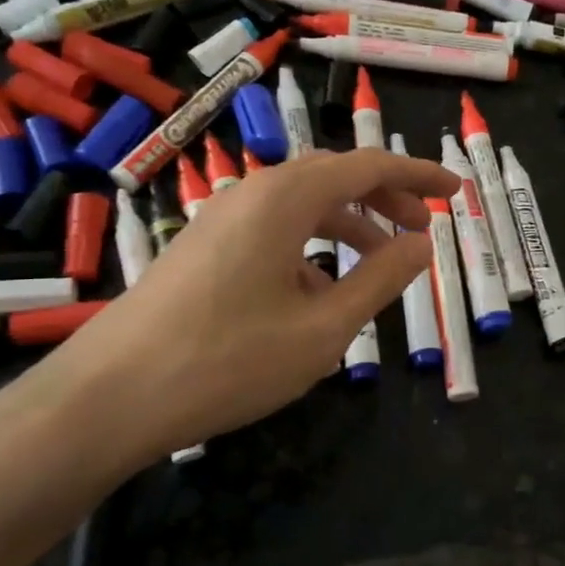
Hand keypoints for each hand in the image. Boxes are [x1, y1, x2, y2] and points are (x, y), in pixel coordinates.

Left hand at [42, 147, 458, 466]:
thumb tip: (421, 244)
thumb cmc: (228, 360)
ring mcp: (221, 221)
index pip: (368, 167)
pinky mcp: (203, 250)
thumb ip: (381, 280)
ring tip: (382, 261)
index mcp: (285, 199)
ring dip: (350, 223)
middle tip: (423, 227)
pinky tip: (321, 292)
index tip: (457, 191)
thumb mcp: (324, 328)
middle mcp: (252, 195)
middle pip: (334, 178)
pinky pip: (274, 231)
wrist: (107, 398)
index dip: (419, 175)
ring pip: (303, 205)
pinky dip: (313, 246)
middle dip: (386, 197)